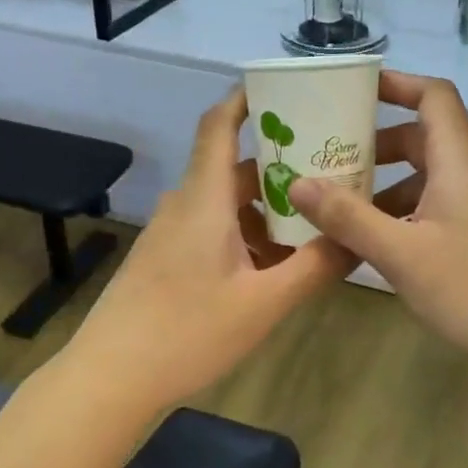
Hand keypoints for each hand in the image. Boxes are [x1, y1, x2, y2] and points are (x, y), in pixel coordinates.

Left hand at [68, 88, 354, 411]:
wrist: (109, 378)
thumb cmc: (186, 332)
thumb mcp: (263, 303)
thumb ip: (315, 267)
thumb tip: (358, 238)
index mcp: (204, 198)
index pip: (218, 124)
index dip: (246, 98)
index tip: (284, 89)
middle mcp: (185, 204)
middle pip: (233, 167)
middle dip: (279, 165)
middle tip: (329, 170)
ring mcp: (171, 233)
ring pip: (225, 203)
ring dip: (265, 207)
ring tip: (312, 222)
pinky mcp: (165, 258)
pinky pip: (212, 229)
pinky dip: (245, 233)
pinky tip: (273, 266)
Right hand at [288, 71, 467, 378]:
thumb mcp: (402, 253)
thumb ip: (349, 218)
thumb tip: (297, 183)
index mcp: (457, 161)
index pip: (433, 96)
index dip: (397, 84)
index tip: (353, 90)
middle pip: (421, 138)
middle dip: (375, 144)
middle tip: (331, 158)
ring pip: (425, 178)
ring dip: (384, 186)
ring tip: (340, 207)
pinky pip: (433, 208)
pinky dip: (401, 214)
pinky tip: (374, 245)